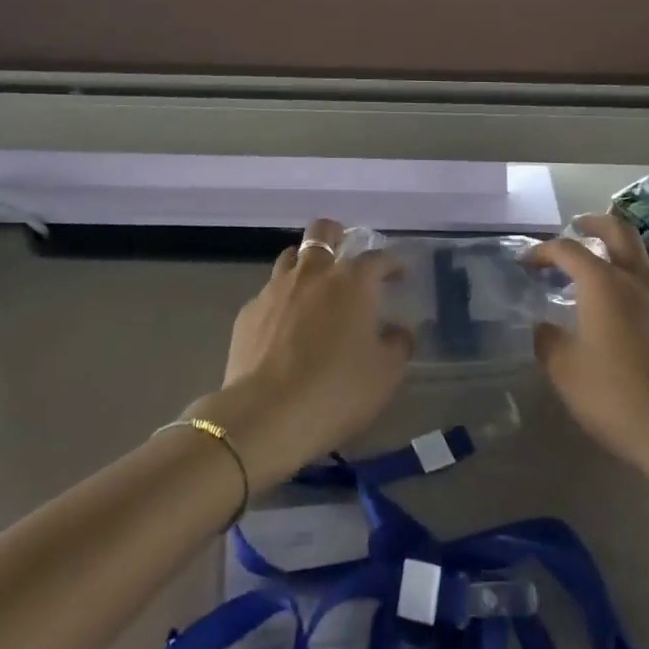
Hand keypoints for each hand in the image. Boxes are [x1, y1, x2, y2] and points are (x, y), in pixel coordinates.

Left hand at [189, 219, 410, 490]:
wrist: (265, 416)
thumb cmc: (336, 390)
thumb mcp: (385, 374)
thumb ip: (398, 345)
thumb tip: (399, 331)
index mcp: (352, 281)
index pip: (378, 258)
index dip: (391, 263)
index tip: (398, 274)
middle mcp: (313, 273)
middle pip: (322, 232)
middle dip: (336, 235)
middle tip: (345, 254)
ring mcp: (276, 289)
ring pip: (291, 257)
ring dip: (305, 264)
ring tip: (313, 288)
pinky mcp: (248, 312)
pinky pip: (268, 293)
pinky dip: (281, 301)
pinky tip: (284, 326)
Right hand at [530, 213, 648, 478]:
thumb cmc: (615, 396)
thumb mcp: (564, 370)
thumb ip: (547, 340)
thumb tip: (544, 326)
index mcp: (603, 282)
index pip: (567, 249)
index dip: (542, 250)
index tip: (525, 262)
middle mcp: (636, 278)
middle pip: (617, 230)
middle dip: (593, 223)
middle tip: (576, 227)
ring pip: (639, 256)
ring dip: (616, 251)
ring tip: (595, 273)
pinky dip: (632, 279)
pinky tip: (622, 309)